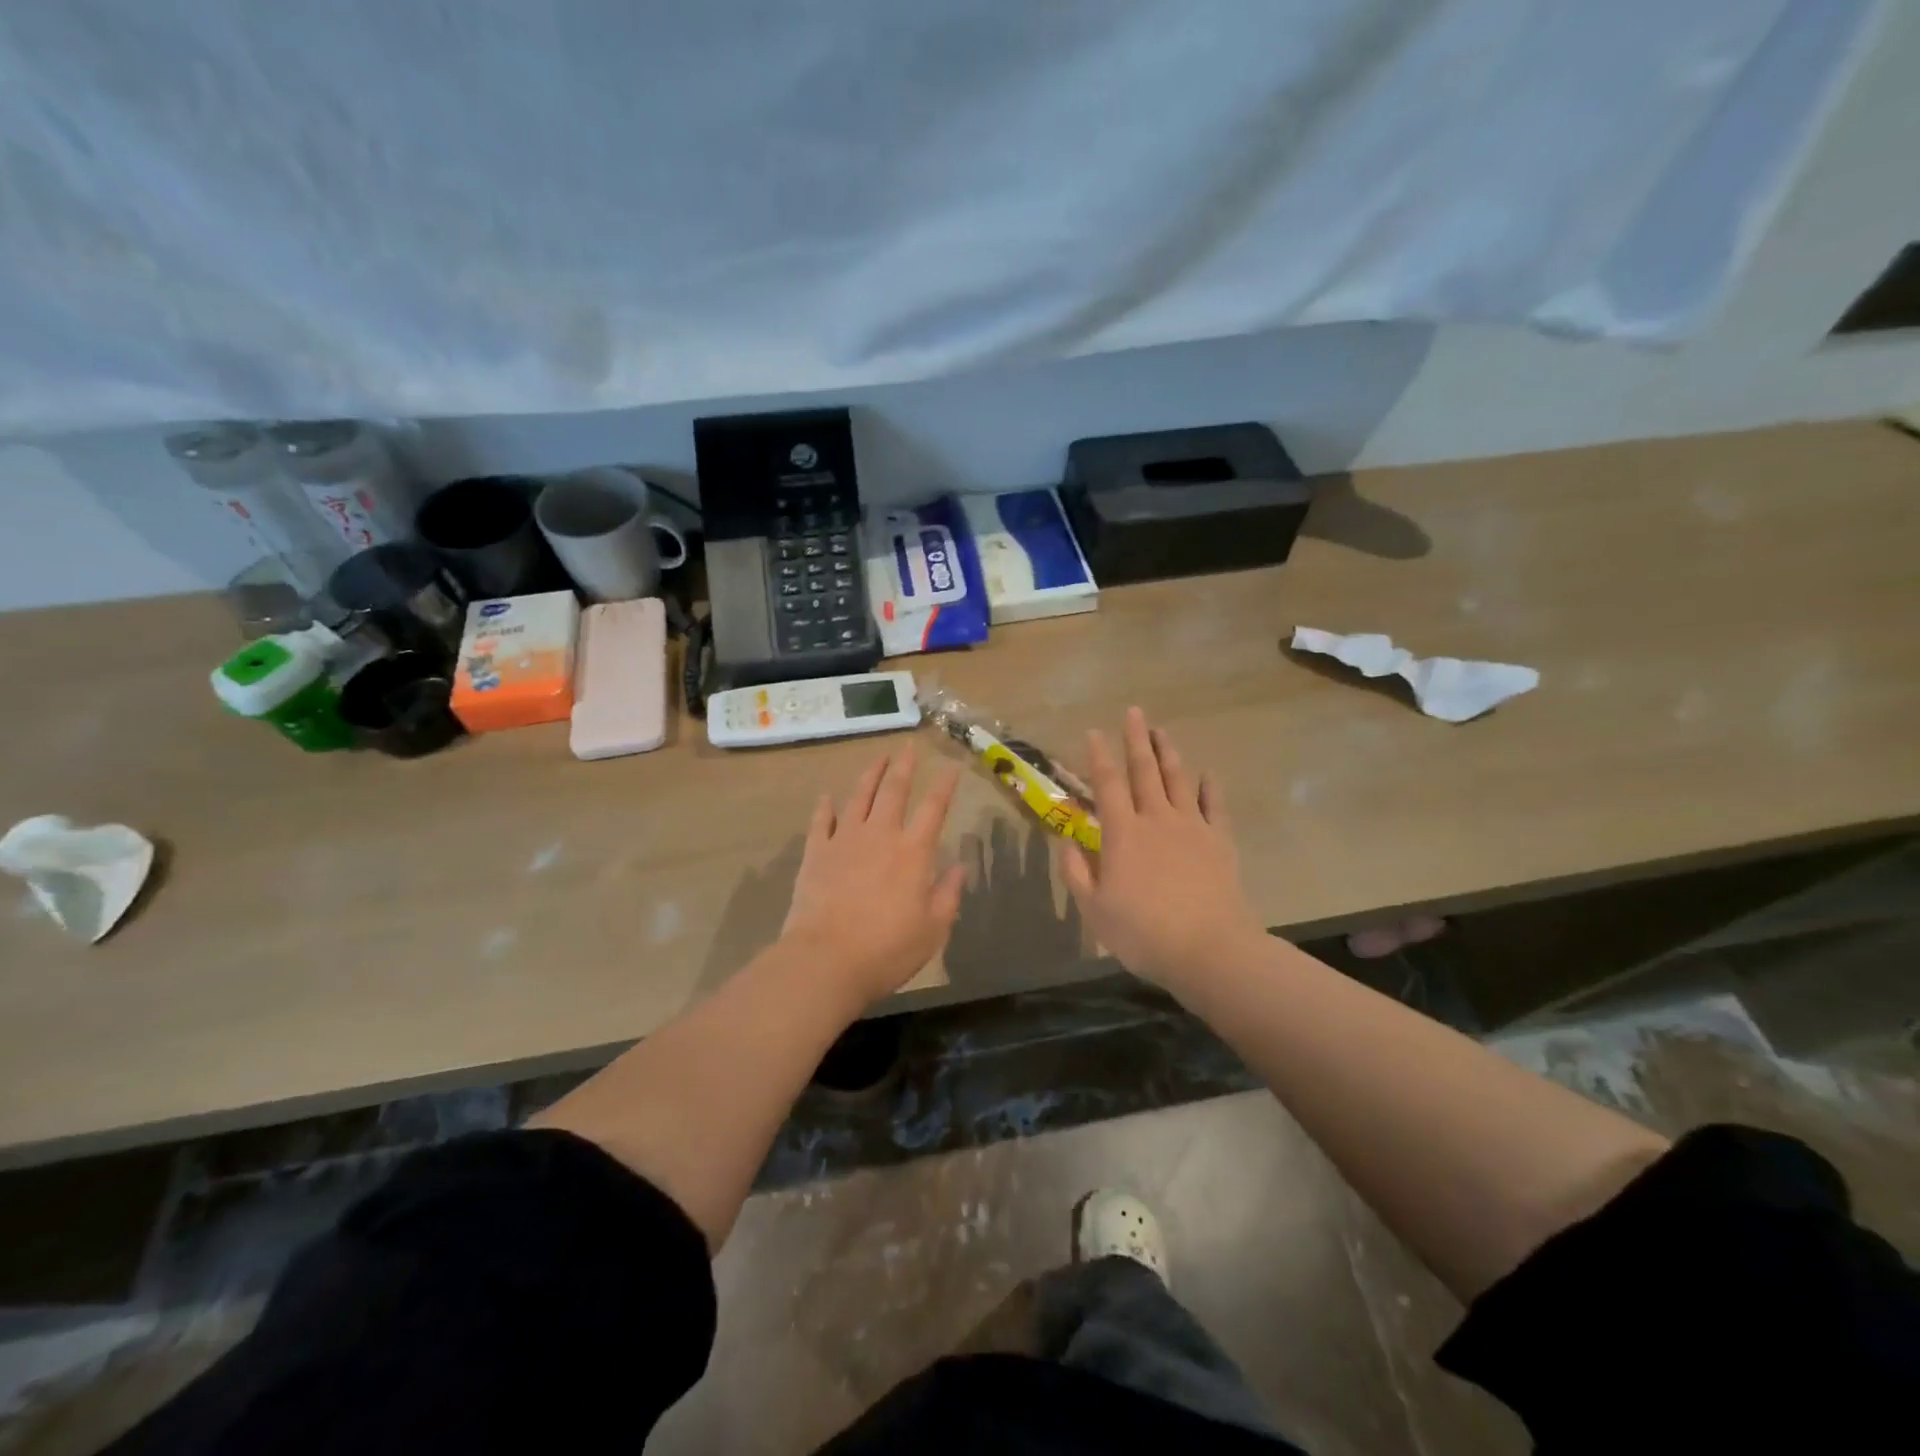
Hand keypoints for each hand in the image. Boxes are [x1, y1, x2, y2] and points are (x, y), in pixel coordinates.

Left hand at [781, 747, 966, 1004]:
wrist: (826, 960)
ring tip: (878, 759)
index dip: (945, 784)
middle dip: (904, 766)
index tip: (952, 765)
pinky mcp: (816, 853)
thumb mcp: (933, 929)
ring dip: (870, 775)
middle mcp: (880, 835)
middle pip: (894, 790)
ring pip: (859, 796)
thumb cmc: (887, 949)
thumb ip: (948, 894)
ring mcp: (844, 840)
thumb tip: (959, 867)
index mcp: (913, 852)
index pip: (934, 807)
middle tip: (909, 747)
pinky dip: (826, 806)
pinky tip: (828, 797)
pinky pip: (821, 821)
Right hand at [1057, 707, 1264, 991]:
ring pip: (1178, 779)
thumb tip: (1064, 844)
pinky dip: (1209, 787)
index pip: (1107, 785)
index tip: (1093, 731)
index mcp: (1123, 834)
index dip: (1098, 756)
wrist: (1208, 949)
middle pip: (1144, 771)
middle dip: (1136, 739)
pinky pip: (1213, 805)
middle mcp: (1156, 819)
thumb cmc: (1143, 933)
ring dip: (1168, 752)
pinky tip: (1207, 773)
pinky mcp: (1219, 841)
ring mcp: (1191, 827)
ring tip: (1162, 731)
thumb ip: (1076, 874)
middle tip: (1134, 711)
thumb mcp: (1095, 910)